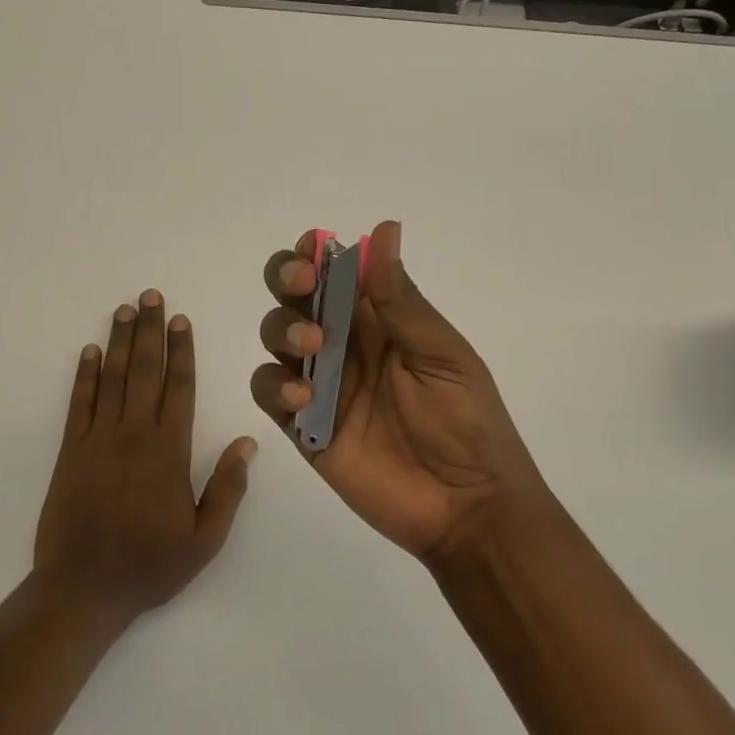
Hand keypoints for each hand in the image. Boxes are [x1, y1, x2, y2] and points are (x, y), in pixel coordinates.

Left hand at [35, 289, 255, 624]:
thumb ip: (228, 489)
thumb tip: (248, 442)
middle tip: (151, 296)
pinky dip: (85, 375)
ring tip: (125, 309)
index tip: (181, 320)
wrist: (83, 591)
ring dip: (120, 341)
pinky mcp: (71, 451)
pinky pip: (80, 403)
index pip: (180, 388)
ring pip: (113, 378)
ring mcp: (99, 439)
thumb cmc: (149, 566)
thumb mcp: (205, 540)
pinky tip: (90, 352)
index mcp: (169, 452)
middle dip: (150, 330)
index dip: (182, 351)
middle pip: (145, 371)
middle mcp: (134, 434)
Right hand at [251, 221, 546, 558]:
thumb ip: (400, 298)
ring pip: (274, 337)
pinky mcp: (303, 427)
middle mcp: (343, 343)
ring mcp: (320, 384)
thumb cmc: (466, 421)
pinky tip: (303, 399)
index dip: (316, 253)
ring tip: (312, 344)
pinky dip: (273, 386)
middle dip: (287, 278)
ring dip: (282, 328)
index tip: (313, 247)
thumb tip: (384, 228)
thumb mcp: (440, 353)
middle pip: (294, 296)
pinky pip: (268, 392)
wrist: (466, 506)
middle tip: (303, 282)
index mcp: (379, 320)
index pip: (336, 273)